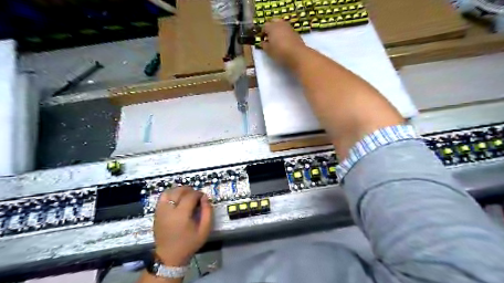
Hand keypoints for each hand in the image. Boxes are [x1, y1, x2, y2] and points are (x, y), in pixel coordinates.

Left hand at [154, 187, 212, 265]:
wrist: (169, 256)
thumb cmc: (189, 243)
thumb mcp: (204, 230)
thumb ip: (208, 212)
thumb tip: (205, 198)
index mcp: (181, 215)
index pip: (191, 195)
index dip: (198, 193)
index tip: (203, 197)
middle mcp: (169, 210)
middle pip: (179, 191)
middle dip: (189, 190)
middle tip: (196, 196)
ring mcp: (161, 211)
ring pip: (170, 191)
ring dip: (179, 190)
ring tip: (186, 195)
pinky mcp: (156, 212)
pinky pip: (162, 197)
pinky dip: (170, 194)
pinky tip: (176, 199)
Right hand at [264, 18, 306, 67]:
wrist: (297, 54)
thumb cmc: (280, 52)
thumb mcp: (268, 51)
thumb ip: (264, 45)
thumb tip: (262, 42)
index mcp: (272, 27)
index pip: (264, 26)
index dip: (262, 32)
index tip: (262, 39)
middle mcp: (280, 24)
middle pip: (273, 21)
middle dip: (270, 27)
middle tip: (269, 36)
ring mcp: (289, 27)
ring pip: (281, 24)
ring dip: (278, 29)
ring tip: (277, 39)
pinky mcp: (295, 32)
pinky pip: (287, 30)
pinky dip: (284, 33)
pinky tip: (284, 41)